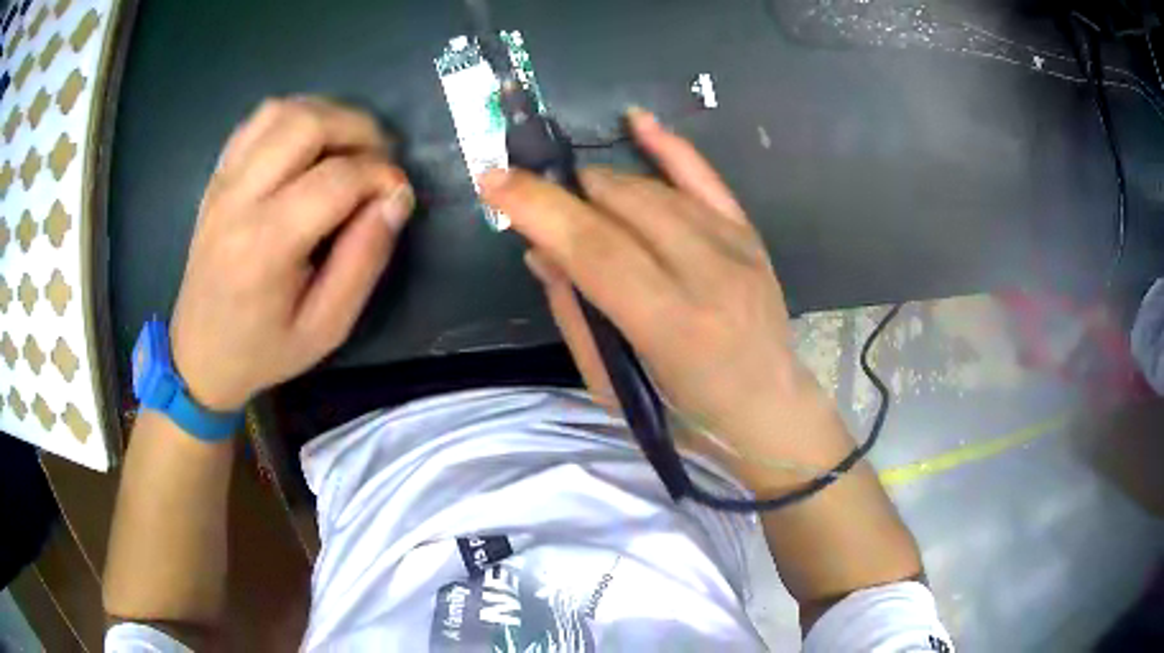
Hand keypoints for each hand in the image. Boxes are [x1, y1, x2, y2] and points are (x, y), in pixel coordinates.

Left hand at [170, 98, 413, 411]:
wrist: (199, 356)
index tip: (398, 195)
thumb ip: (364, 261)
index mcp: (265, 246)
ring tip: (347, 148)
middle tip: (379, 160)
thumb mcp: (327, 327)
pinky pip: (256, 122)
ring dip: (326, 116)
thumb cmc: (264, 351)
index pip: (337, 178)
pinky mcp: (217, 178)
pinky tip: (307, 146)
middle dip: (359, 129)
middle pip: (307, 124)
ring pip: (281, 111)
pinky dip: (292, 118)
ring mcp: (223, 183)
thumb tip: (396, 199)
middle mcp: (239, 200)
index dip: (382, 175)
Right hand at [481, 109, 846, 480]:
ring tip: (580, 199)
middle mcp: (709, 274)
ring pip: (652, 188)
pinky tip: (636, 121)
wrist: (769, 411)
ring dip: (603, 185)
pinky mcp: (749, 234)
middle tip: (539, 203)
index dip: (539, 207)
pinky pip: (705, 175)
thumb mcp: (613, 385)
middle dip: (566, 194)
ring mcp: (736, 247)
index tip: (493, 180)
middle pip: (622, 205)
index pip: (594, 247)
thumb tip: (542, 249)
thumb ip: (575, 313)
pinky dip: (667, 146)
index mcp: (672, 324)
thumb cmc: (685, 414)